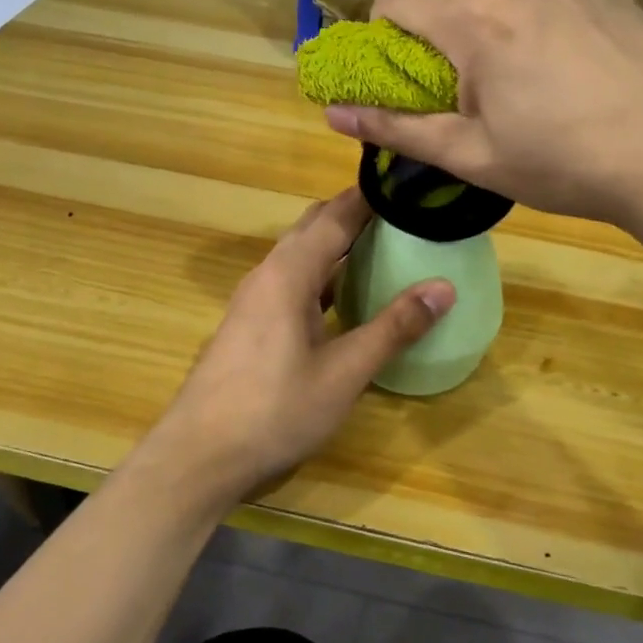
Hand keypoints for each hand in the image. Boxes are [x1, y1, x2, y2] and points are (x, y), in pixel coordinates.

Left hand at [144, 189, 452, 510]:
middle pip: (313, 228)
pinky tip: (344, 297)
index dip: (371, 197)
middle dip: (355, 215)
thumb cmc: (275, 411)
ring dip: (337, 247)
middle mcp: (266, 275)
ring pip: (299, 256)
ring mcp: (253, 300)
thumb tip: (443, 287)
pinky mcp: (249, 324)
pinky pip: (290, 283)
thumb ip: (393, 328)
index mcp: (288, 274)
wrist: (199, 455)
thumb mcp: (344, 373)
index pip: (335, 216)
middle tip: (404, 217)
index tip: (411, 187)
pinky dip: (321, 277)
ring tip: (383, 248)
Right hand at [324, 0, 642, 234]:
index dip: (382, 24)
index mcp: (476, 23)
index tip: (402, 65)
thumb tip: (332, 114)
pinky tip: (556, 51)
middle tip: (448, 59)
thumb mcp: (472, 156)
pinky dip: (526, 0)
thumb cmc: (565, 165)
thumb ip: (398, 128)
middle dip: (426, 1)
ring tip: (504, 56)